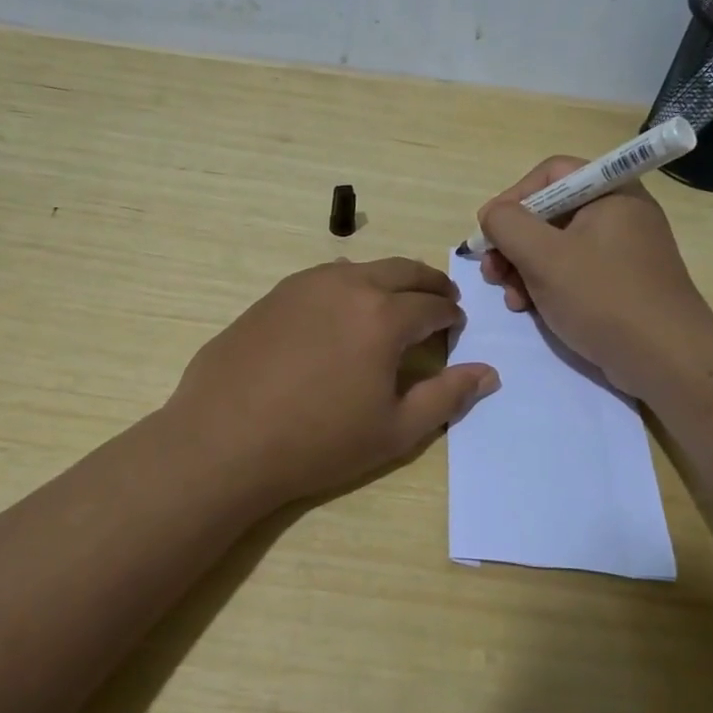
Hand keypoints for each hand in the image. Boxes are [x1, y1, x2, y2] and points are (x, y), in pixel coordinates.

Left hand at [165, 258, 499, 508]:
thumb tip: (488, 373)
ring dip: (388, 281)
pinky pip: (324, 278)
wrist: (224, 440)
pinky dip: (349, 286)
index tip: (455, 328)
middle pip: (403, 270)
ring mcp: (305, 285)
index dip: (450, 316)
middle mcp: (348, 286)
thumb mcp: (395, 430)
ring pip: (362, 269)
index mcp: (384, 316)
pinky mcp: (274, 295)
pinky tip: (341, 314)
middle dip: (428, 284)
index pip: (432, 305)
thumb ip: (447, 396)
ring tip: (393, 305)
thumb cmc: (318, 442)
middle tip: (439, 301)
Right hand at [476, 158, 712, 399]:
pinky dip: (548, 285)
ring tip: (512, 299)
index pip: (550, 174)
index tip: (489, 232)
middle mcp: (620, 213)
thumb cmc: (603, 297)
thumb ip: (507, 225)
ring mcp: (623, 250)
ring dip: (524, 269)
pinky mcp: (622, 283)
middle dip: (514, 242)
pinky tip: (531, 309)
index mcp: (611, 192)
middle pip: (550, 212)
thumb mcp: (543, 256)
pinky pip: (575, 271)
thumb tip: (492, 215)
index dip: (513, 198)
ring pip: (558, 246)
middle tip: (492, 272)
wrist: (666, 359)